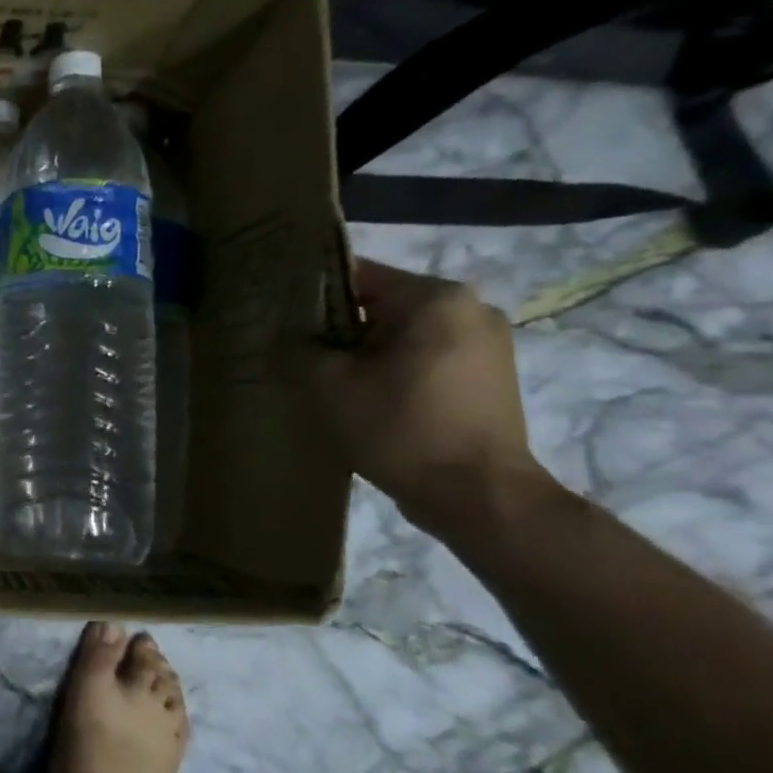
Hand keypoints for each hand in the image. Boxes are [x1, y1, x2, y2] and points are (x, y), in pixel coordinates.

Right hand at [310, 258, 548, 529]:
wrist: (479, 497)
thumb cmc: (401, 429)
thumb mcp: (329, 385)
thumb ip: (299, 348)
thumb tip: (285, 335)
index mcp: (435, 297)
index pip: (355, 274)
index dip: (310, 295)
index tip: (281, 318)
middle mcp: (470, 307)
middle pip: (382, 303)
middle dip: (339, 327)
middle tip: (301, 353)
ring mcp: (488, 342)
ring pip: (403, 331)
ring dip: (366, 351)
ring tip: (332, 379)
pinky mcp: (491, 375)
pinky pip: (426, 355)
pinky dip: (394, 367)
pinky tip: (369, 396)